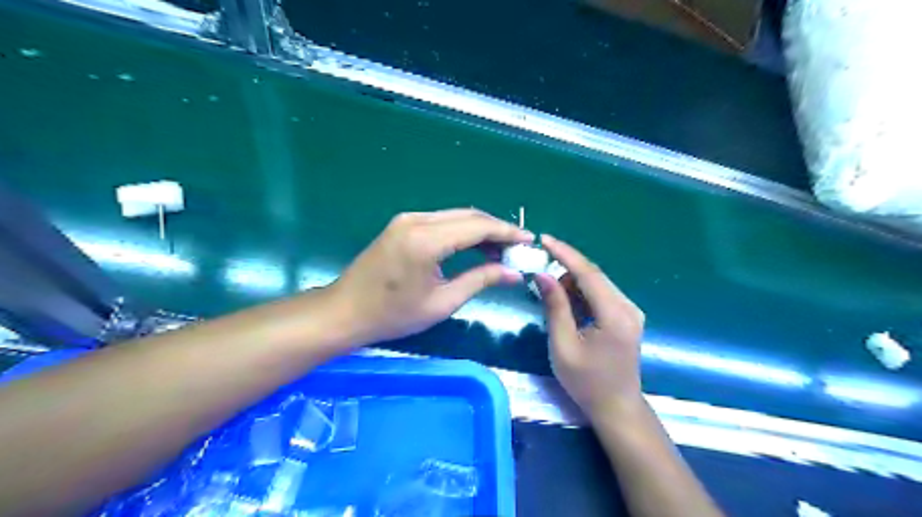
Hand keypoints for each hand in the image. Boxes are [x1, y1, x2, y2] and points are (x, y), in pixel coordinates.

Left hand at [329, 209, 533, 347]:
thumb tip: (515, 273)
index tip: (530, 241)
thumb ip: (481, 280)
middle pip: (469, 216)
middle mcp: (417, 220)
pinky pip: (442, 221)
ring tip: (501, 252)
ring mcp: (408, 219)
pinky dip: (462, 232)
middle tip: (518, 248)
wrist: (345, 311)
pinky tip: (475, 248)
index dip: (507, 232)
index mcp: (426, 240)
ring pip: (456, 216)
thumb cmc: (393, 315)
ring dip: (481, 230)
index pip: (478, 226)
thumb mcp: (442, 302)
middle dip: (497, 230)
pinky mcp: (403, 224)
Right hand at [538, 233, 641, 419]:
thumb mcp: (563, 345)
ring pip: (597, 284)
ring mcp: (630, 311)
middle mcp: (628, 307)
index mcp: (615, 315)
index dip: (565, 253)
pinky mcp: (626, 316)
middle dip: (565, 268)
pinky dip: (581, 294)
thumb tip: (542, 274)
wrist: (616, 407)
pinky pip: (601, 295)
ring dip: (572, 283)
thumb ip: (555, 306)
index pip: (588, 273)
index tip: (544, 239)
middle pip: (594, 275)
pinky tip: (566, 304)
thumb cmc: (586, 382)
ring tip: (549, 293)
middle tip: (539, 271)